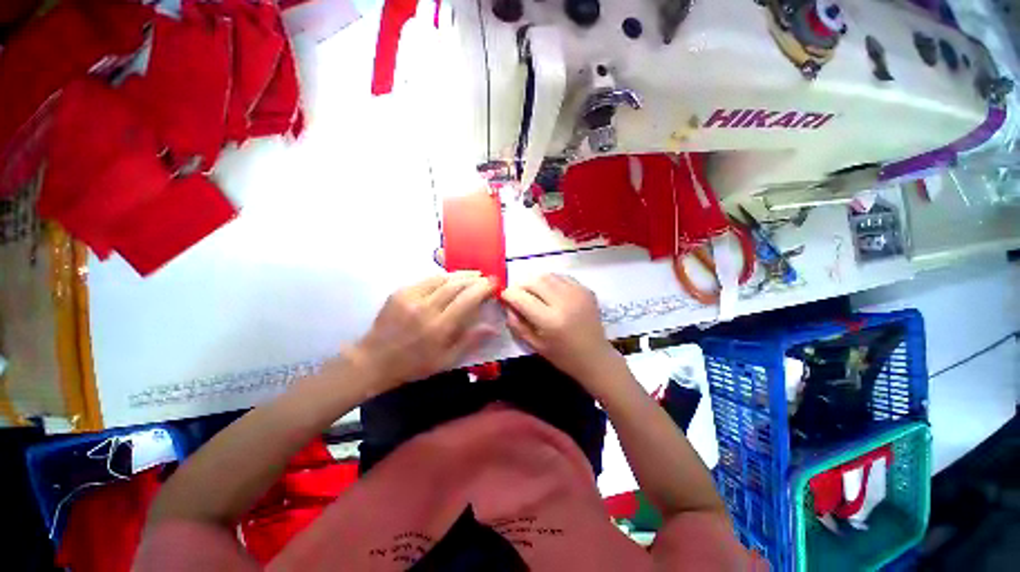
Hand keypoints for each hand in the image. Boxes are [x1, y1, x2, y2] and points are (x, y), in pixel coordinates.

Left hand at [346, 272, 496, 393]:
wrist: (374, 360)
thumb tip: (493, 327)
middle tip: (485, 277)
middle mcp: (425, 308)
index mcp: (439, 328)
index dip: (483, 288)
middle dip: (474, 278)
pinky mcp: (399, 292)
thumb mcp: (446, 360)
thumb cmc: (414, 365)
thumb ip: (470, 341)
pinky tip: (449, 280)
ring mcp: (410, 297)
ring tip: (472, 275)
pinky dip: (442, 278)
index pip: (467, 300)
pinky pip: (426, 279)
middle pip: (456, 284)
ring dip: (460, 275)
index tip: (494, 283)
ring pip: (441, 278)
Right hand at [501, 274, 622, 387]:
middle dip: (521, 285)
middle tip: (519, 295)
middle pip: (534, 280)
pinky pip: (562, 277)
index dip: (508, 294)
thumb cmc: (563, 356)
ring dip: (535, 282)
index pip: (522, 298)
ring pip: (548, 275)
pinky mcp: (586, 289)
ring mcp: (577, 293)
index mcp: (550, 321)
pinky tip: (550, 293)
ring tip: (534, 294)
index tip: (504, 297)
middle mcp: (564, 302)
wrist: (595, 357)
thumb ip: (517, 324)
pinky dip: (551, 281)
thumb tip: (507, 305)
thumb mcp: (534, 345)